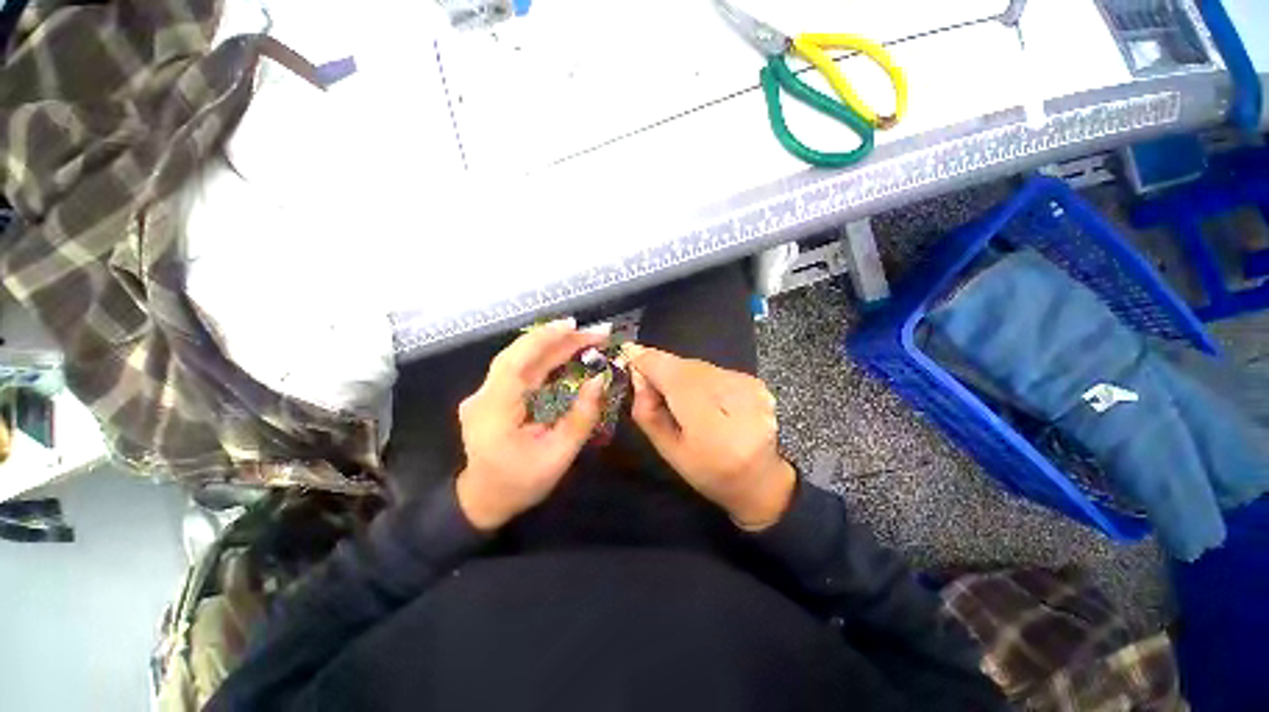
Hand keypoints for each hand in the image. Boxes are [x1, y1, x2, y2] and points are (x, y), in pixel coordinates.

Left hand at [455, 321, 606, 530]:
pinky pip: (520, 368)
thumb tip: (599, 380)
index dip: (544, 340)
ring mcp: (484, 393)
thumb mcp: (558, 456)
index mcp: (494, 412)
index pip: (516, 363)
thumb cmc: (521, 483)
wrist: (484, 500)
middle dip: (557, 339)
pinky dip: (544, 357)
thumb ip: (581, 418)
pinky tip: (565, 352)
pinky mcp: (492, 394)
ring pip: (519, 358)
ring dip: (552, 345)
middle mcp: (483, 395)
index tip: (575, 326)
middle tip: (593, 333)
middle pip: (519, 355)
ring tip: (584, 338)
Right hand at [626, 344, 795, 530]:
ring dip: (680, 373)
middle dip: (662, 368)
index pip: (672, 376)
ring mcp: (748, 386)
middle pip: (685, 366)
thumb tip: (638, 374)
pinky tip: (701, 396)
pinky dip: (699, 377)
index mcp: (711, 426)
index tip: (628, 354)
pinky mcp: (754, 380)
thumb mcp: (669, 451)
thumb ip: (648, 411)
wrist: (761, 478)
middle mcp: (734, 397)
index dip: (647, 361)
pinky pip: (713, 369)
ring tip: (679, 397)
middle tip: (648, 382)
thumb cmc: (709, 472)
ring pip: (698, 365)